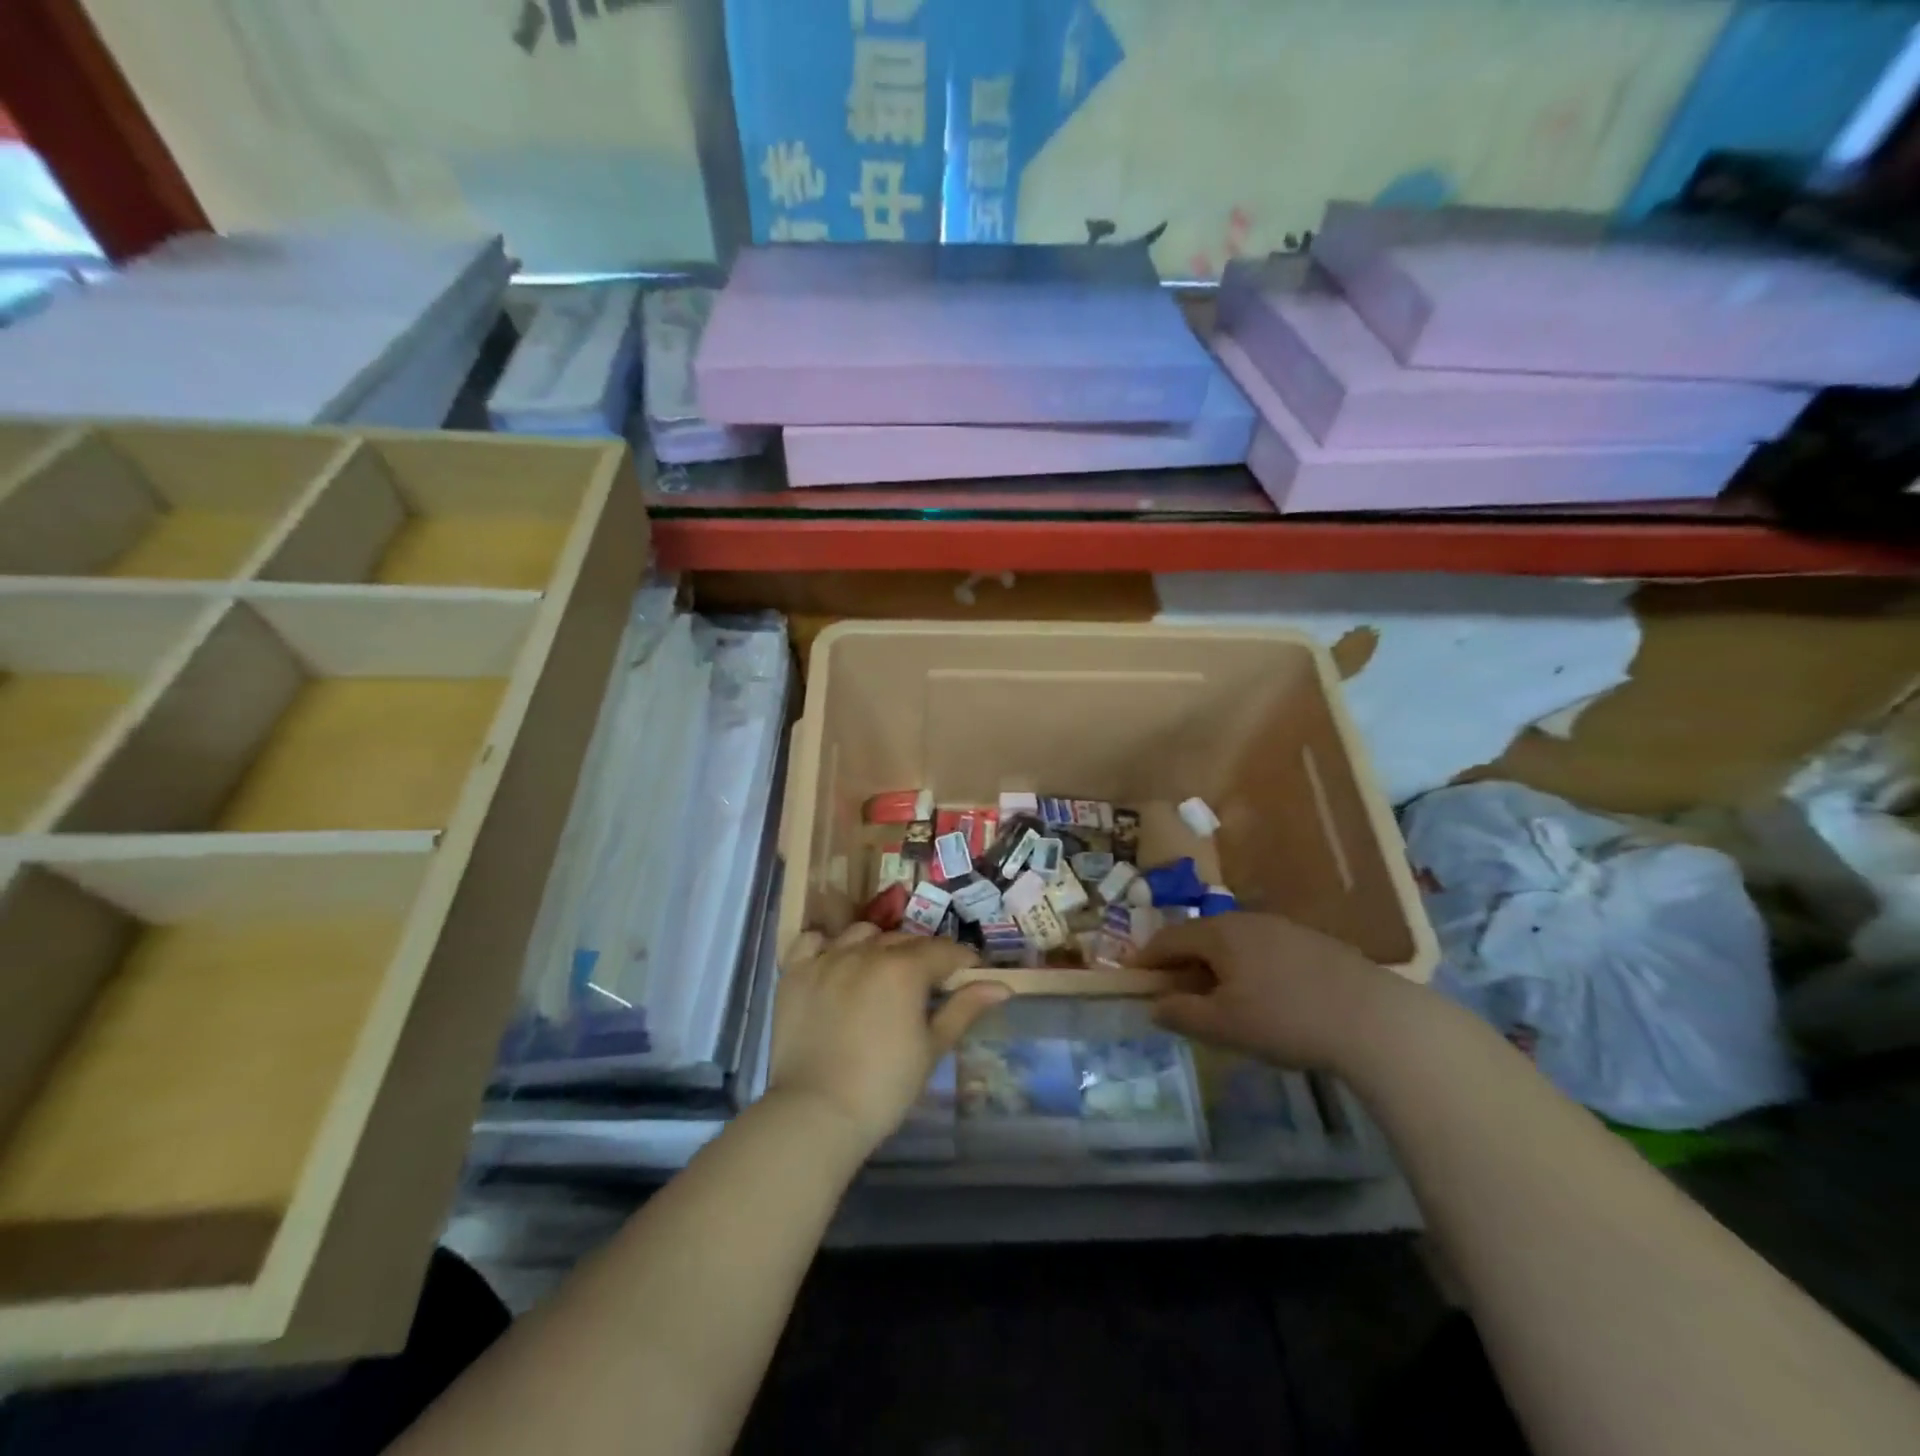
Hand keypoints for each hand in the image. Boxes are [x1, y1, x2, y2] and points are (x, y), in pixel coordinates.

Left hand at [772, 924, 1009, 1149]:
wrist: (815, 1113)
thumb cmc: (884, 1086)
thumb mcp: (932, 1049)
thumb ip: (964, 1009)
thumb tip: (1002, 986)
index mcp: (904, 968)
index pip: (943, 950)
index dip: (961, 959)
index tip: (968, 972)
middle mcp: (866, 952)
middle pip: (903, 940)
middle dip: (921, 955)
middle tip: (925, 983)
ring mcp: (827, 959)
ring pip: (861, 934)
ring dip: (878, 946)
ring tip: (880, 972)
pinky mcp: (795, 973)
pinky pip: (813, 941)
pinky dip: (827, 945)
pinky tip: (835, 963)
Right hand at [1132, 912, 1417, 1071]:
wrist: (1374, 1019)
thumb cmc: (1285, 1020)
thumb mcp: (1223, 1026)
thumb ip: (1181, 1014)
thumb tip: (1154, 1005)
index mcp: (1219, 932)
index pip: (1168, 938)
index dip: (1147, 958)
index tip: (1134, 977)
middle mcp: (1247, 920)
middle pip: (1202, 937)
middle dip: (1183, 963)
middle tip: (1176, 994)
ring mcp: (1283, 928)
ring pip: (1235, 943)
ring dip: (1217, 966)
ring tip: (1221, 999)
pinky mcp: (1313, 943)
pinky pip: (1264, 950)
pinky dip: (1249, 968)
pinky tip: (1265, 998)